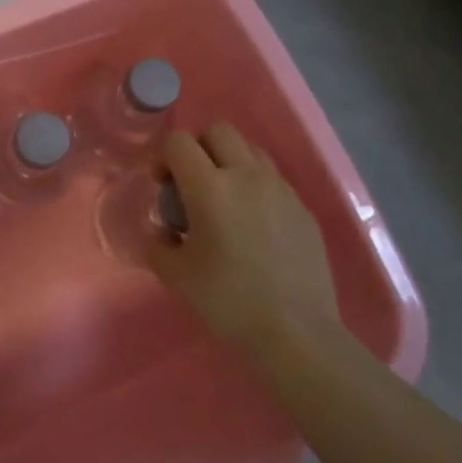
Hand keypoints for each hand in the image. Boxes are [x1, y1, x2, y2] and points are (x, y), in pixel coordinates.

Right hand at [148, 124, 339, 358]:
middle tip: (192, 184)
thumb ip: (159, 244)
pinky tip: (254, 225)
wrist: (296, 331)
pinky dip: (256, 187)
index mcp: (210, 187)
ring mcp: (280, 189)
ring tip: (225, 199)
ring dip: (230, 162)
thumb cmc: (228, 300)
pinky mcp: (303, 208)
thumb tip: (164, 232)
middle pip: (219, 131)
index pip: (179, 142)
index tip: (162, 185)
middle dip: (198, 148)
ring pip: (251, 150)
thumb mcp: (175, 275)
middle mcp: (246, 176)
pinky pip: (274, 179)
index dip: (164, 157)